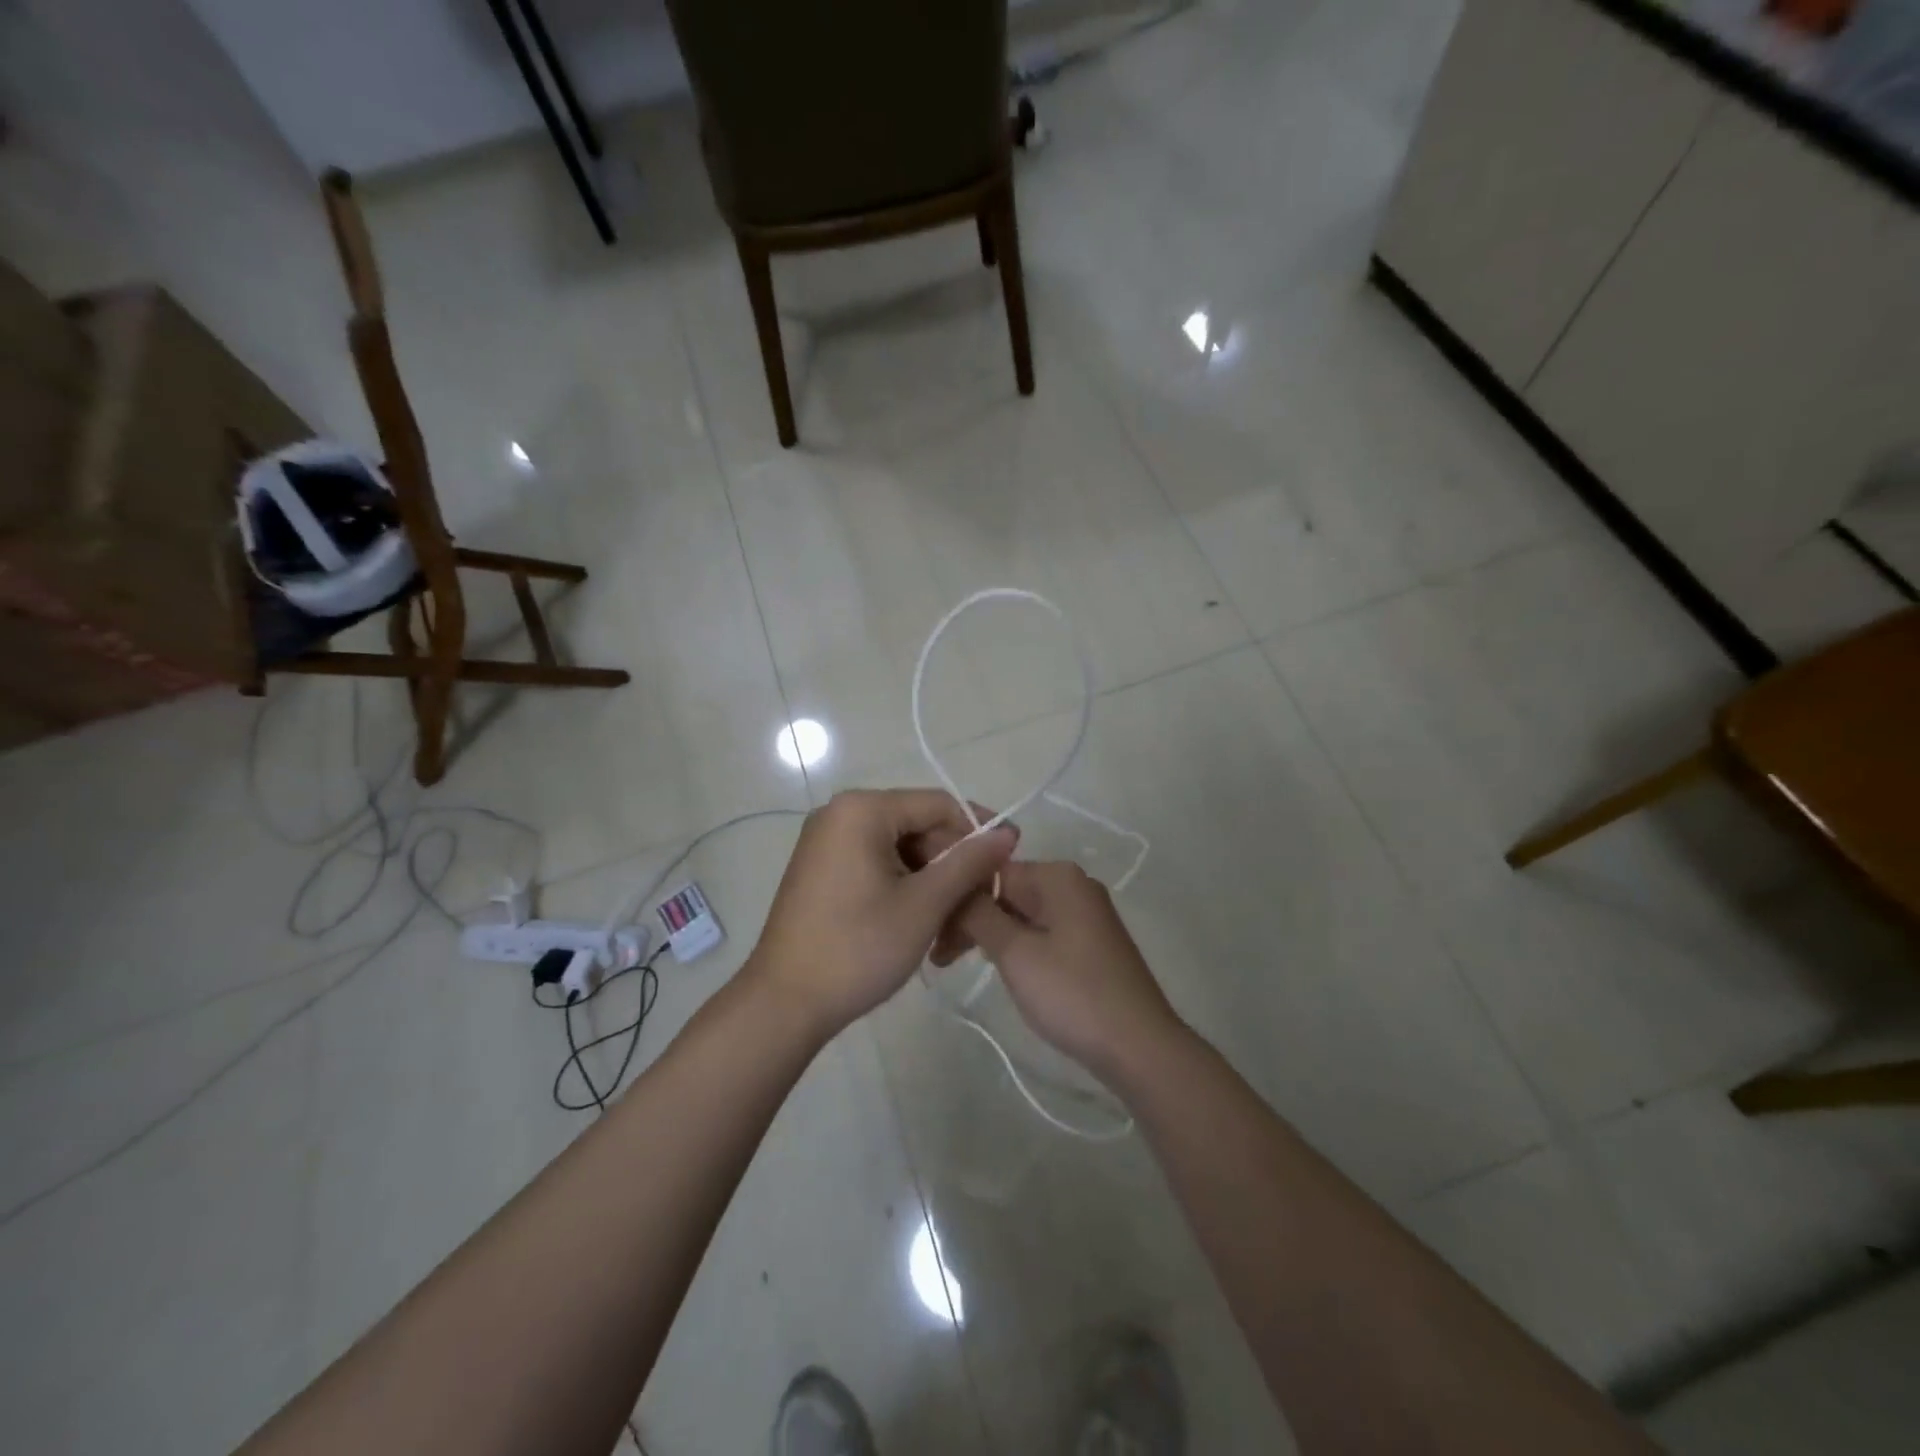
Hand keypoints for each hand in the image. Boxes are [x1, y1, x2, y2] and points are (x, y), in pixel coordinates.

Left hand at [744, 790, 1017, 1040]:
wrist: (783, 1004)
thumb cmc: (858, 948)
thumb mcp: (924, 905)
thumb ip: (969, 862)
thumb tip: (1007, 831)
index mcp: (862, 810)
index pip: (939, 804)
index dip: (979, 831)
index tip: (1009, 864)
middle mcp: (841, 814)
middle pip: (919, 827)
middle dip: (953, 866)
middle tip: (978, 909)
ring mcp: (827, 842)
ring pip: (901, 851)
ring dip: (932, 884)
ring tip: (951, 929)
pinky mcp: (822, 869)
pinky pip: (877, 865)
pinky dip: (905, 889)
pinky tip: (921, 924)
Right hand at [955, 861, 1180, 1079]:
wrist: (1139, 1046)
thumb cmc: (1072, 993)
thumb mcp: (1015, 952)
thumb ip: (978, 914)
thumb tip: (954, 886)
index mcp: (1057, 876)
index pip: (990, 872)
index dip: (957, 899)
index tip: (930, 931)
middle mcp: (1073, 885)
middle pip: (1006, 891)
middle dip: (970, 919)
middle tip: (938, 956)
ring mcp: (1085, 914)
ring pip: (1021, 913)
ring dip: (988, 934)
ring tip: (953, 963)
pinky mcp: (1089, 942)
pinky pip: (1041, 931)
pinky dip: (1015, 945)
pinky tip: (996, 966)